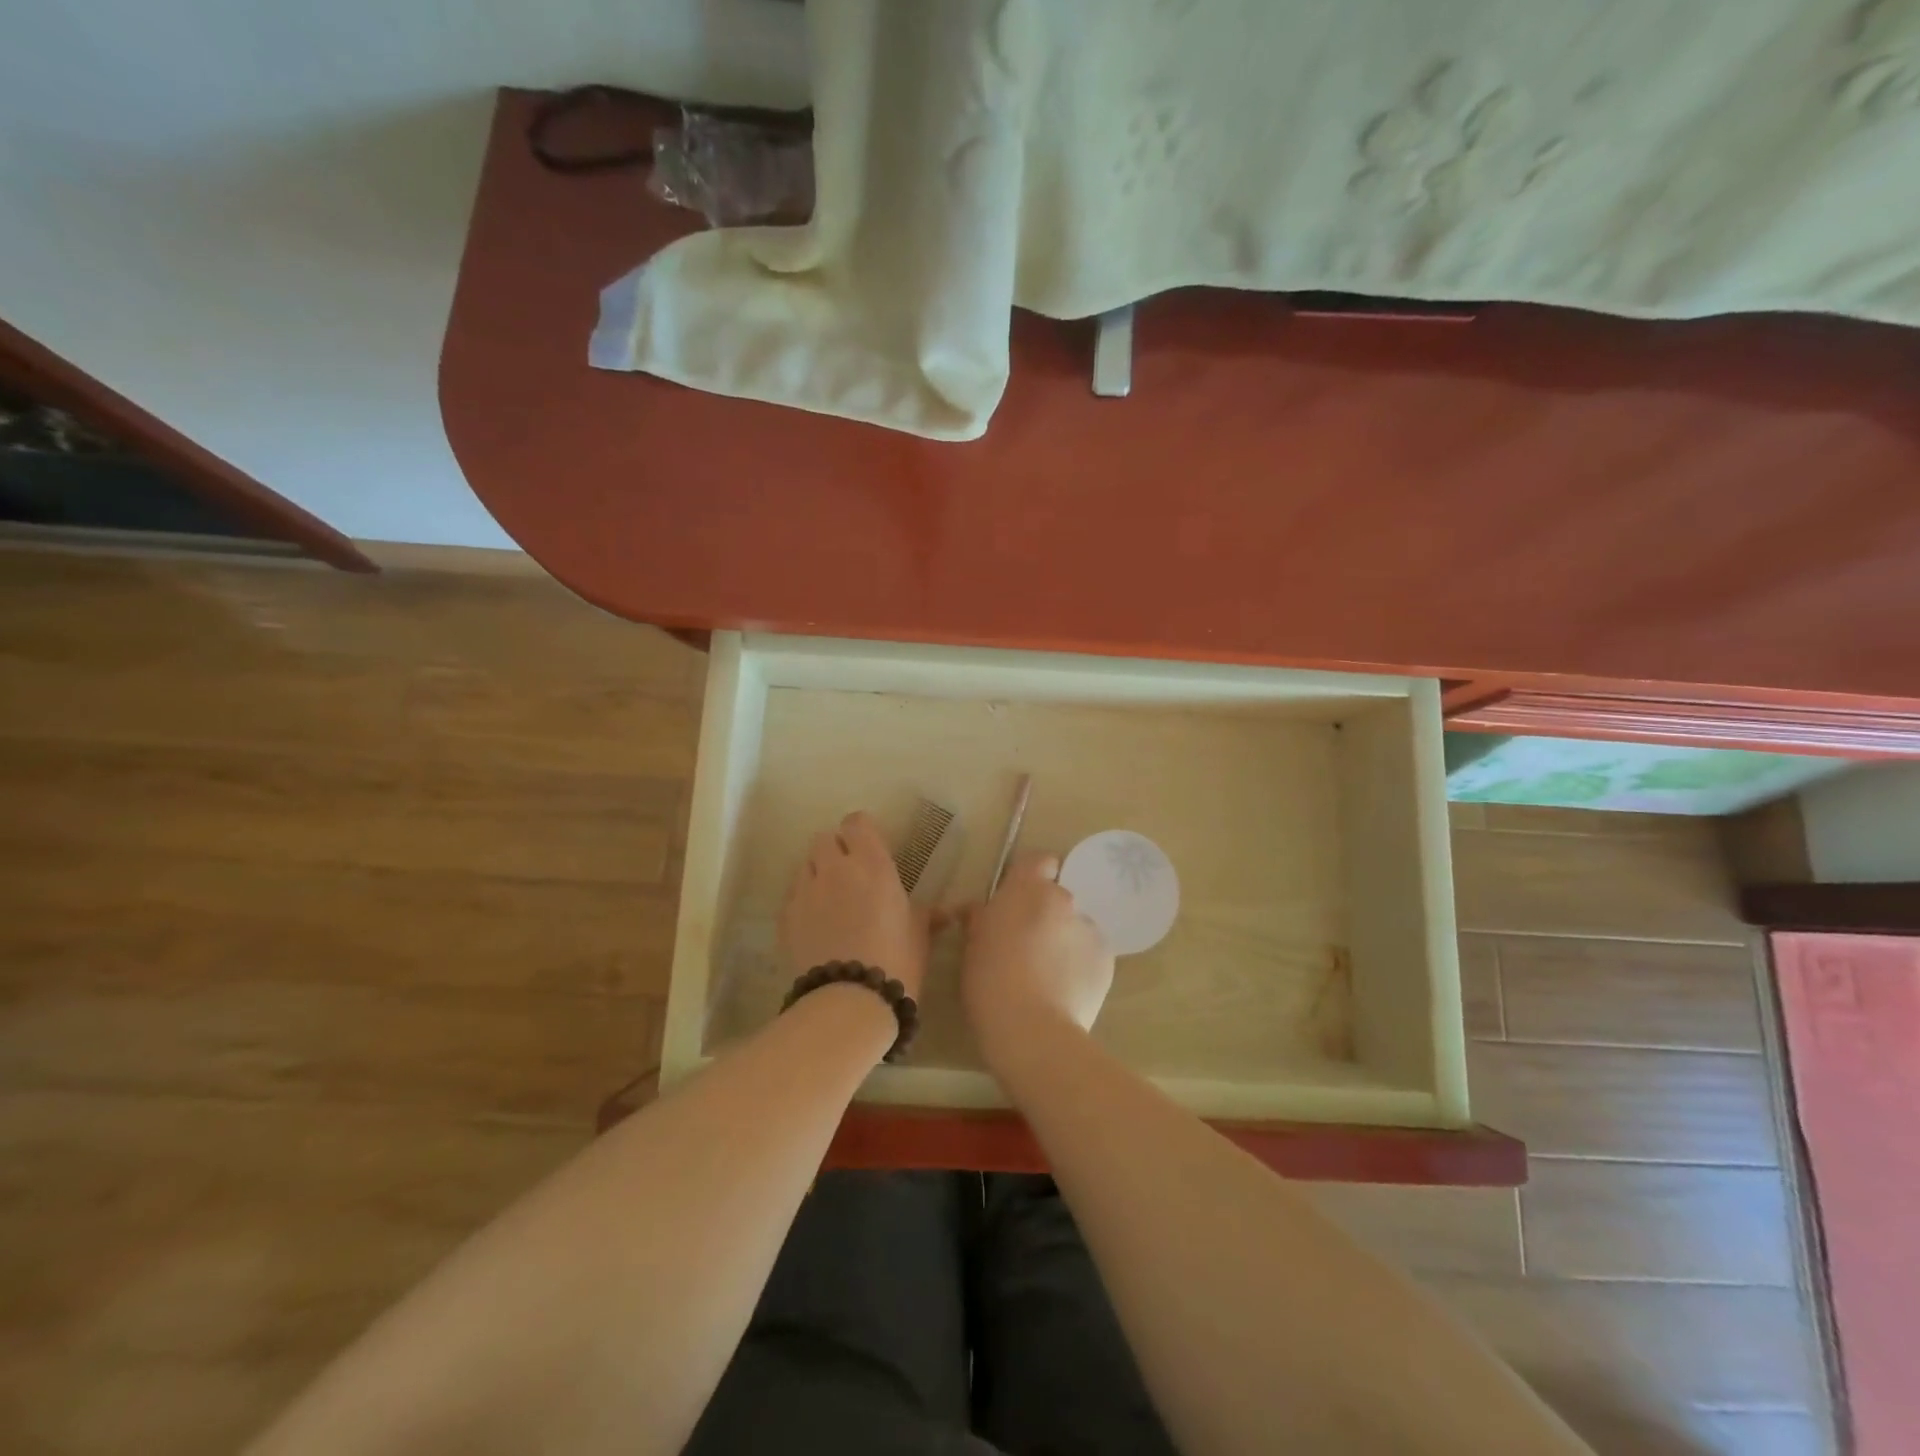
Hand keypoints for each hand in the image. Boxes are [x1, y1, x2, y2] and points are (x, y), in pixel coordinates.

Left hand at [780, 810, 930, 996]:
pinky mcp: (786, 917)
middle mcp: (835, 869)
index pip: (856, 823)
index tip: (869, 848)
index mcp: (873, 864)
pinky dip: (803, 902)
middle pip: (825, 839)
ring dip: (817, 874)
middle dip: (835, 851)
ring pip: (805, 865)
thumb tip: (949, 912)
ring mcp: (806, 891)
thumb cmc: (897, 961)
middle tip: (850, 874)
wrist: (851, 1000)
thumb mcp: (920, 935)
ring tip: (830, 900)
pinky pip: (793, 896)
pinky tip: (816, 926)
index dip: (861, 832)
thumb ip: (928, 915)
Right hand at [960, 851, 1113, 1069]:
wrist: (1032, 1030)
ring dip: (1063, 940)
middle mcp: (1064, 899)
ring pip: (1075, 926)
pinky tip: (1064, 990)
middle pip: (1056, 897)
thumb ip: (980, 918)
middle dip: (1044, 914)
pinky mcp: (1107, 958)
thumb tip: (977, 910)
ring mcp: (1090, 928)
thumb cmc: (990, 981)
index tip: (1017, 902)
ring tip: (1047, 975)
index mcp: (1028, 889)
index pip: (1039, 861)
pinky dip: (1079, 964)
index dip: (1030, 877)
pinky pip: (1090, 952)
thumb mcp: (972, 945)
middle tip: (1025, 946)